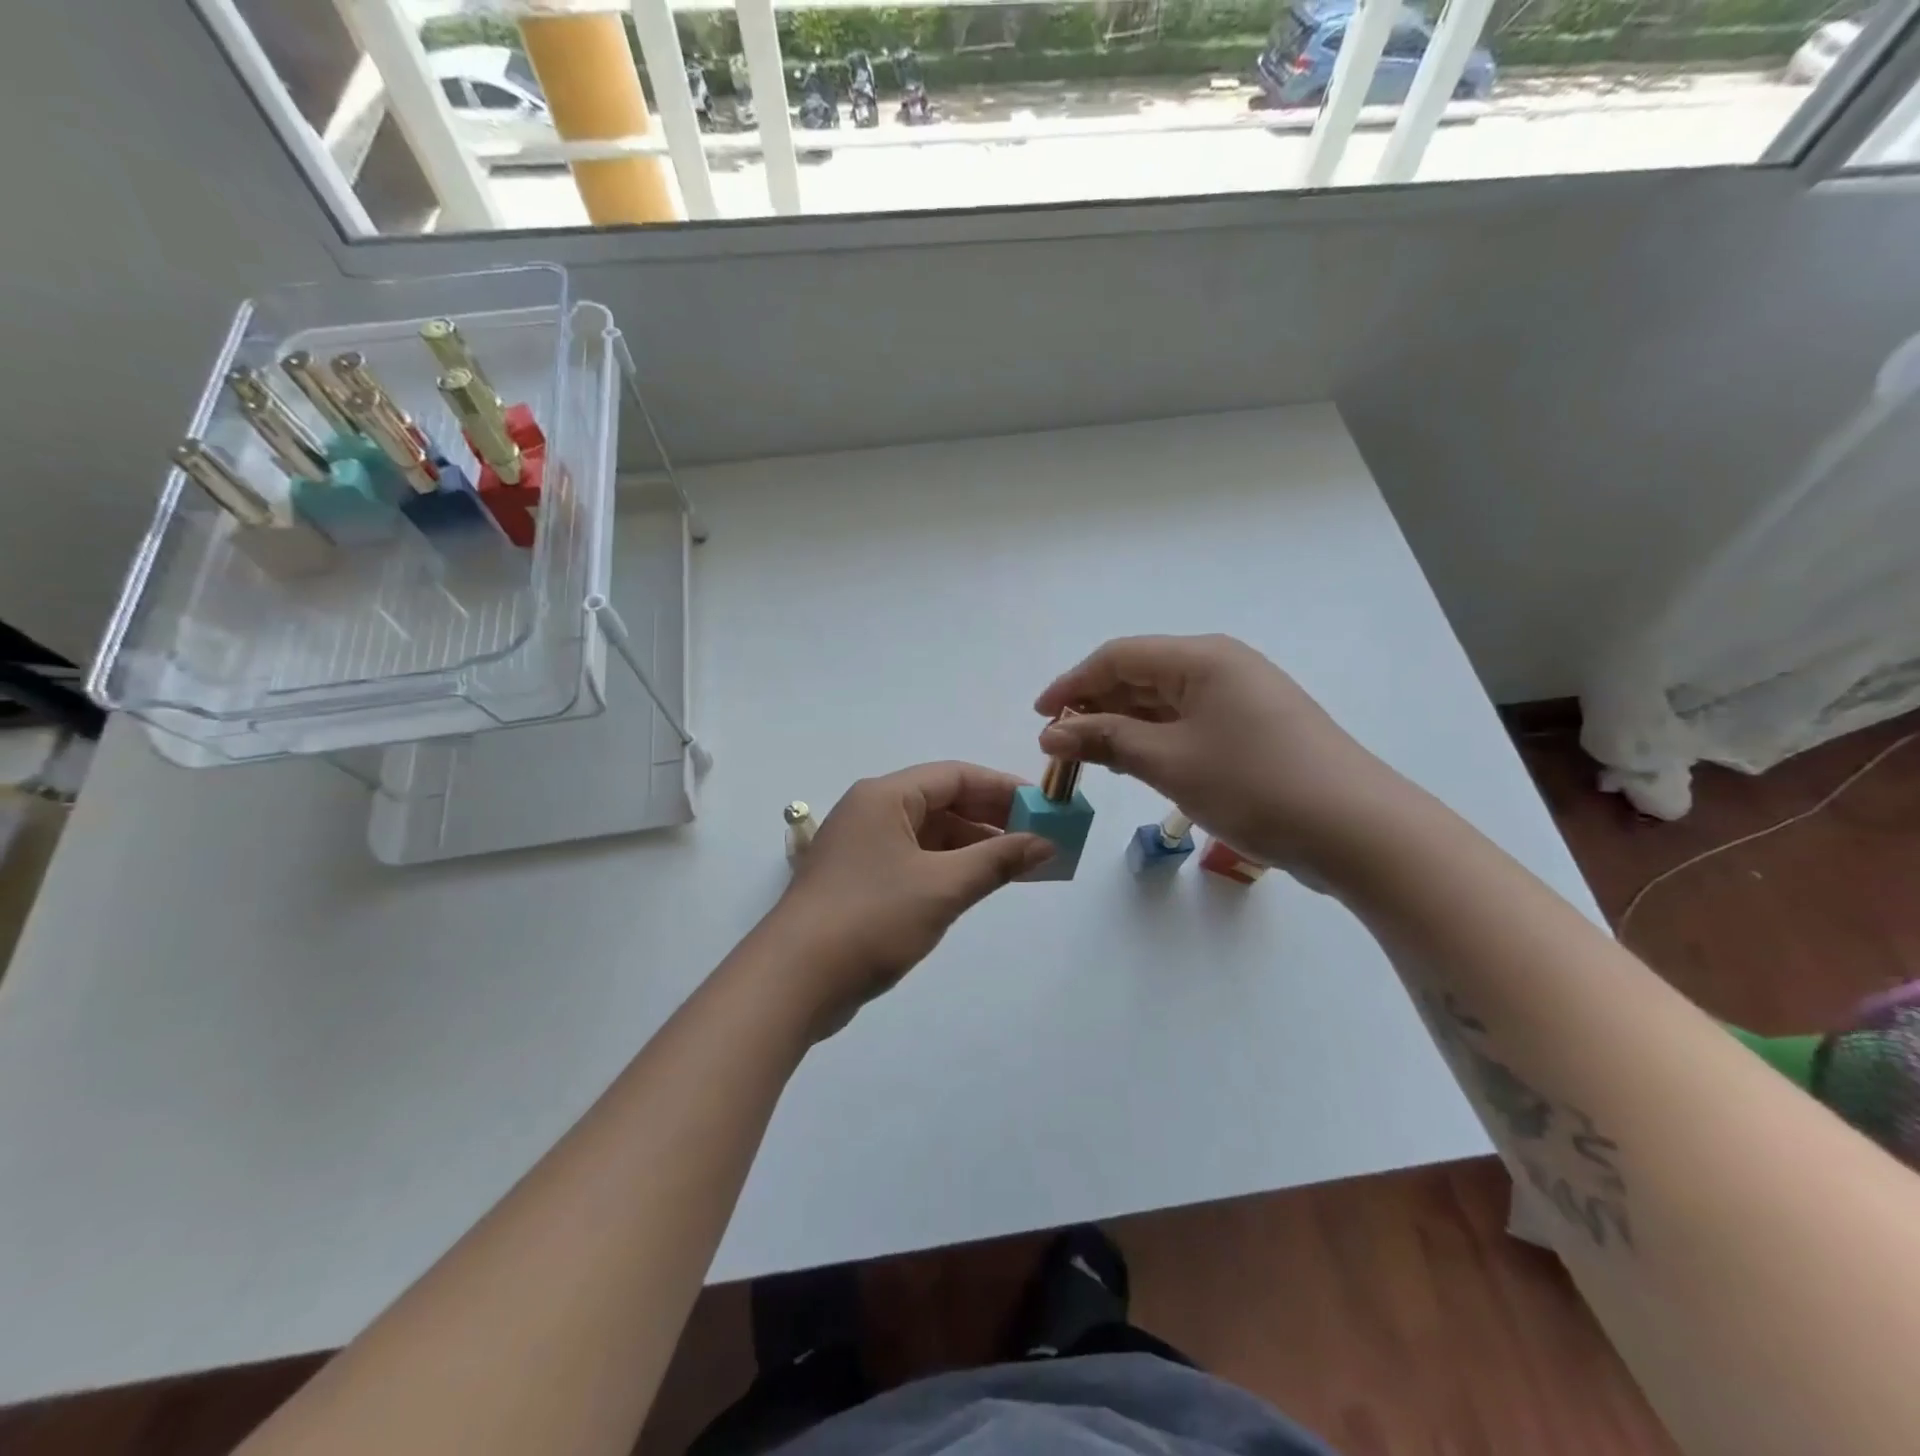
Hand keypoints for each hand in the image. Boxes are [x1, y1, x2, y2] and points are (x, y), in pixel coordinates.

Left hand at [766, 762, 1053, 1037]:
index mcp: (886, 796)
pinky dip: (948, 868)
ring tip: (1019, 865)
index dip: (1004, 788)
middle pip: (943, 802)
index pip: (956, 776)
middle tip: (1039, 837)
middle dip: (992, 819)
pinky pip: (915, 860)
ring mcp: (862, 847)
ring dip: (973, 847)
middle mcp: (872, 812)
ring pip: (929, 834)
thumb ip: (997, 861)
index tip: (1045, 807)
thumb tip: (1045, 843)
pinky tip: (977, 885)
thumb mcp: (943, 887)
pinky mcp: (859, 881)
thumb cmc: (871, 919)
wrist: (793, 980)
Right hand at [1035, 634, 1407, 879]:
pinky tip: (1137, 764)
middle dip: (1096, 707)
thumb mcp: (1169, 762)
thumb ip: (1106, 740)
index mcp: (1201, 658)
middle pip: (1141, 675)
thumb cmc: (1254, 785)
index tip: (1039, 719)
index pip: (1118, 656)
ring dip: (1124, 725)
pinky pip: (1188, 722)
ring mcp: (1242, 697)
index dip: (1072, 684)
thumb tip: (1052, 734)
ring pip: (1164, 701)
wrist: (1356, 830)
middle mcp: (1221, 666)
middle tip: (1062, 747)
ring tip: (1092, 759)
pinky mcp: (1253, 729)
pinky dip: (1155, 739)